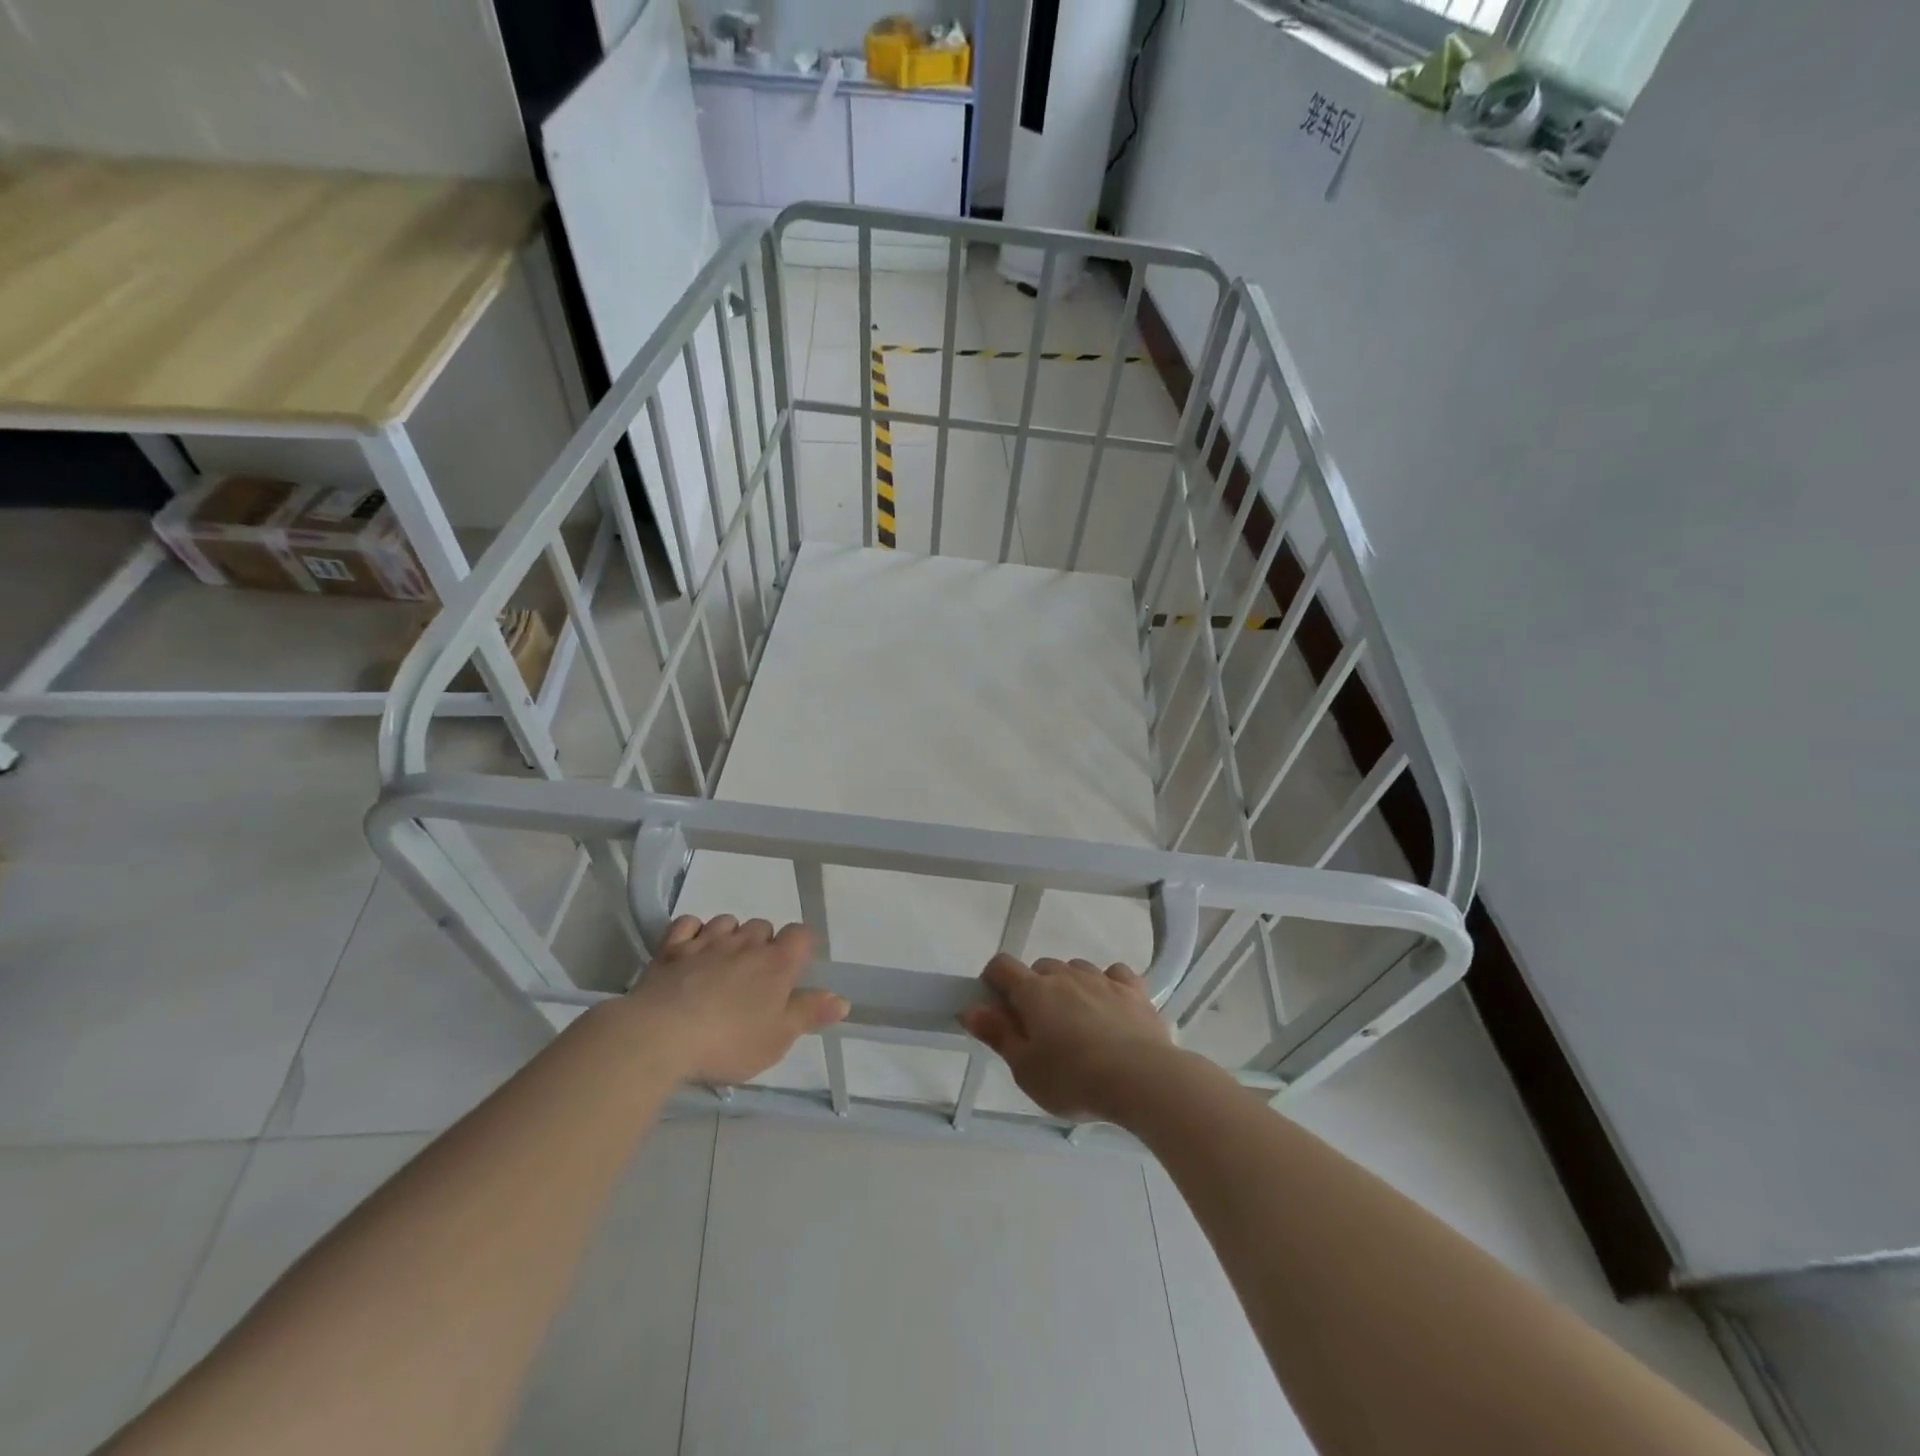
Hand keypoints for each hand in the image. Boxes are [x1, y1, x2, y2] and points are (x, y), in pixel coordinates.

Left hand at [625, 915, 848, 1084]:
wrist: (660, 1036)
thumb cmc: (728, 1041)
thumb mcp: (778, 1038)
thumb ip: (809, 1013)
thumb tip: (842, 999)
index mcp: (776, 963)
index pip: (801, 934)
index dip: (801, 947)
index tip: (794, 971)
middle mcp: (745, 943)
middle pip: (763, 926)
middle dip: (763, 945)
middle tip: (755, 980)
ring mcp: (706, 941)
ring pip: (727, 921)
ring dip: (730, 936)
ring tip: (723, 965)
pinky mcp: (671, 948)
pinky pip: (688, 924)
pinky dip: (693, 932)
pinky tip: (691, 950)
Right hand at [958, 954, 1175, 1121]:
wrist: (1141, 1078)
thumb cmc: (1073, 1079)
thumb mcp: (1025, 1069)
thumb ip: (997, 1034)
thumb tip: (969, 1008)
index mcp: (1034, 992)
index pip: (1002, 966)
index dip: (993, 980)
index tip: (996, 1007)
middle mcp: (1065, 976)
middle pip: (1041, 968)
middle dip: (1035, 990)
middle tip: (1039, 1028)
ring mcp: (1102, 979)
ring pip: (1076, 969)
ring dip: (1070, 986)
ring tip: (1077, 1022)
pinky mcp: (1133, 990)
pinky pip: (1115, 974)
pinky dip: (1108, 984)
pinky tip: (1111, 1007)